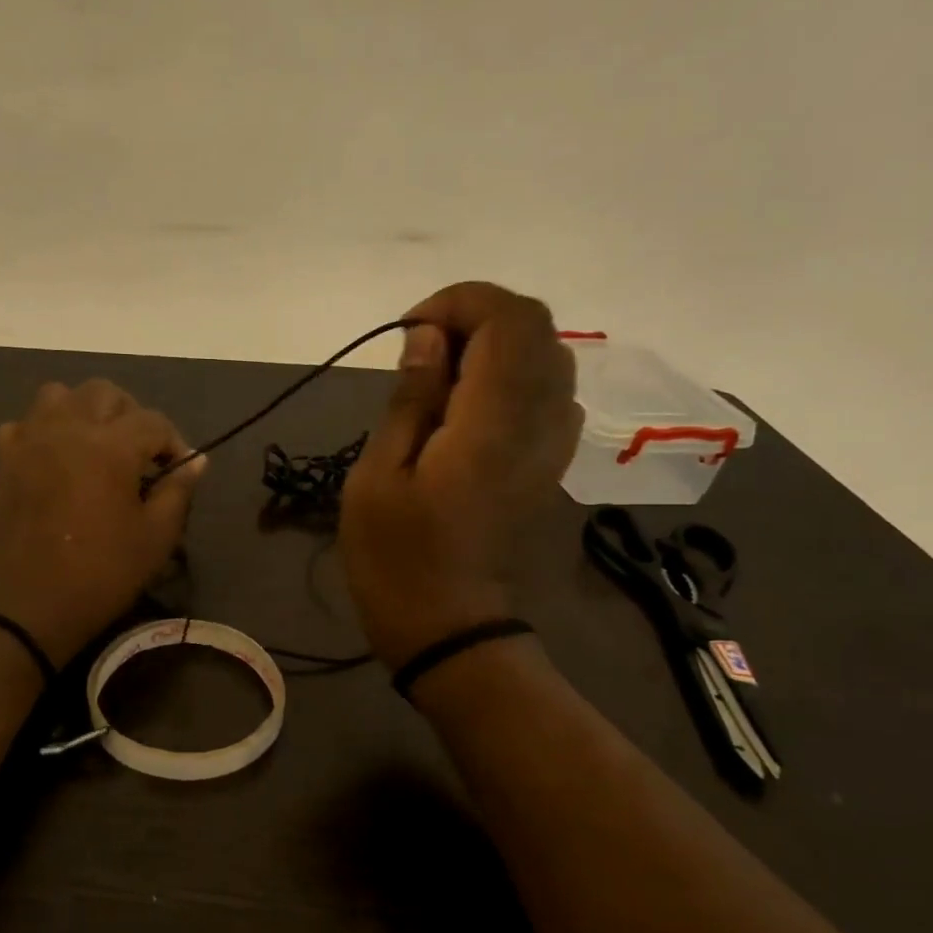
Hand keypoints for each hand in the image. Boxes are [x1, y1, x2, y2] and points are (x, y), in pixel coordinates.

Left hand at [0, 379, 205, 665]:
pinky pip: (25, 424)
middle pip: (105, 393)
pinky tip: (55, 458)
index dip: (173, 442)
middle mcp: (69, 429)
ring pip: (59, 395)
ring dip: (84, 411)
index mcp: (111, 447)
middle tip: (140, 453)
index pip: (153, 421)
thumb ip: (178, 490)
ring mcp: (31, 440)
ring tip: (96, 445)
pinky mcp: (5, 459)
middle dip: (131, 416)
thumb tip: (195, 460)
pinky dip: (43, 431)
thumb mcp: (156, 537)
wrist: (32, 604)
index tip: (178, 470)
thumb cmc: (103, 573)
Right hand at [340, 282, 582, 668]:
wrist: (454, 630)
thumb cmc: (399, 560)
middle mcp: (540, 423)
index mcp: (493, 422)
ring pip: (548, 357)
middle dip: (477, 317)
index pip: (508, 318)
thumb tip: (427, 337)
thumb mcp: (378, 477)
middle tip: (422, 352)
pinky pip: (548, 394)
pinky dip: (511, 378)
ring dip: (495, 347)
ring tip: (440, 381)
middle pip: (536, 328)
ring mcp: (554, 446)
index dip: (460, 302)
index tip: (412, 332)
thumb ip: (410, 398)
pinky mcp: (552, 466)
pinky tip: (468, 412)